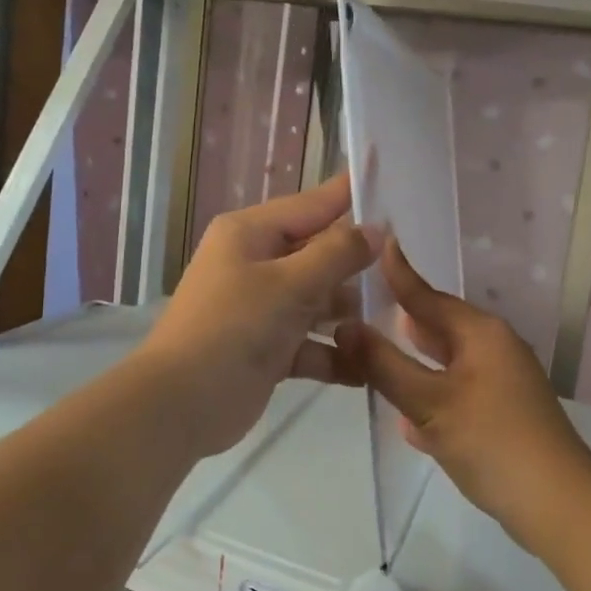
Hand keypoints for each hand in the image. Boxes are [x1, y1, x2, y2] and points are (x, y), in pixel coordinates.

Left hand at [139, 172, 377, 459]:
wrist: (179, 405)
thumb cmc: (234, 328)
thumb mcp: (290, 284)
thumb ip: (337, 254)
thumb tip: (375, 229)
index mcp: (252, 233)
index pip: (313, 204)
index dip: (352, 196)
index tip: (395, 185)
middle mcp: (256, 263)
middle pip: (320, 255)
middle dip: (359, 267)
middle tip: (410, 271)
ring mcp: (262, 308)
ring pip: (319, 301)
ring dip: (351, 315)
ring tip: (396, 323)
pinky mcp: (269, 348)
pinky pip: (311, 343)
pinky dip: (335, 354)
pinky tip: (369, 368)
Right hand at [336, 239, 590, 546]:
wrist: (557, 504)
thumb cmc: (491, 442)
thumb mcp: (430, 403)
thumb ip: (385, 366)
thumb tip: (345, 328)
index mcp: (481, 334)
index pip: (428, 296)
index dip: (398, 275)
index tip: (376, 244)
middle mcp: (494, 349)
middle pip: (439, 328)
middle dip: (403, 321)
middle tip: (360, 308)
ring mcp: (502, 384)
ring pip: (448, 363)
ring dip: (416, 363)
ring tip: (376, 356)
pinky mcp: (503, 415)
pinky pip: (458, 394)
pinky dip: (432, 396)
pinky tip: (408, 419)